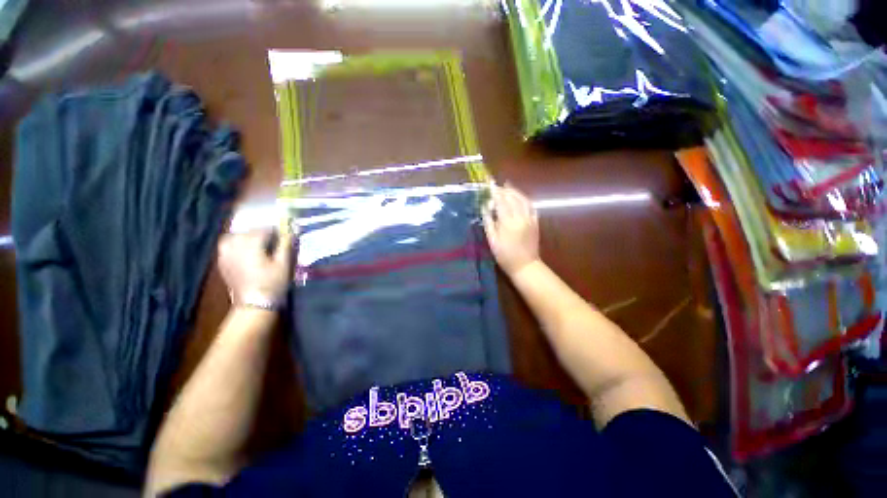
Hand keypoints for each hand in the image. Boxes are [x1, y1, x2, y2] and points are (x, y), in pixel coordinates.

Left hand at [218, 228, 295, 306]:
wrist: (254, 304)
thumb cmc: (272, 283)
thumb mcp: (284, 264)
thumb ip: (285, 245)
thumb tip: (290, 231)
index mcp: (252, 245)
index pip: (263, 230)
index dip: (275, 230)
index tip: (283, 234)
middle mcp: (236, 247)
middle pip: (247, 232)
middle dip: (260, 232)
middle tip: (272, 238)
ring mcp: (226, 255)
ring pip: (233, 237)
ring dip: (245, 236)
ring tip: (255, 242)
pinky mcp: (222, 263)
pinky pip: (226, 246)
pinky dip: (235, 244)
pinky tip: (243, 250)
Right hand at [482, 184, 539, 275]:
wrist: (525, 266)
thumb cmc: (505, 255)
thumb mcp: (492, 241)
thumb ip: (489, 222)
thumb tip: (485, 208)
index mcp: (508, 222)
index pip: (501, 201)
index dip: (495, 191)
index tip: (489, 183)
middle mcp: (521, 217)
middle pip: (512, 197)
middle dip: (504, 190)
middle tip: (496, 186)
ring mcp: (530, 219)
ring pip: (523, 199)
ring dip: (514, 191)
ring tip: (507, 187)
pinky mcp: (535, 222)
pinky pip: (531, 206)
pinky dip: (524, 199)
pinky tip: (519, 197)